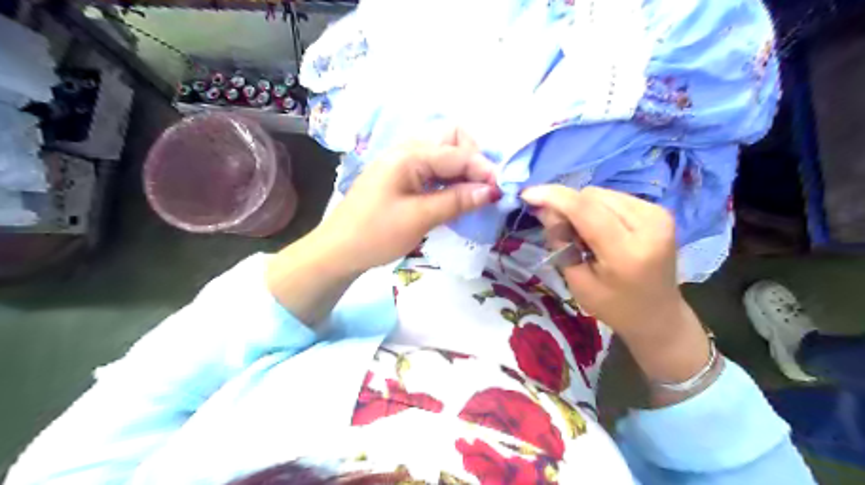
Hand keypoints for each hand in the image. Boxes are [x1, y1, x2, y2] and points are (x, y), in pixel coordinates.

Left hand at [314, 128, 497, 272]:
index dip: (483, 169)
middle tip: (481, 187)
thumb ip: (456, 201)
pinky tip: (454, 195)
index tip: (500, 191)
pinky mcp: (400, 176)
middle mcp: (406, 150)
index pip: (457, 152)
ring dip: (461, 168)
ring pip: (442, 152)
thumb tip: (491, 190)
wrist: (337, 251)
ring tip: (472, 193)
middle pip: (450, 137)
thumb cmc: (375, 234)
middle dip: (472, 157)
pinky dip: (448, 177)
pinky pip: (432, 167)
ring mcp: (402, 162)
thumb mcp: (419, 218)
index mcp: (408, 155)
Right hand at [521, 186, 708, 397]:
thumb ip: (561, 243)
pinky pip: (614, 197)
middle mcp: (649, 226)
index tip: (528, 194)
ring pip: (601, 193)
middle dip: (567, 206)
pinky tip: (597, 228)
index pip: (586, 211)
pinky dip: (597, 208)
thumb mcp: (578, 283)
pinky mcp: (659, 211)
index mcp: (627, 252)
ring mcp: (658, 215)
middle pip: (592, 196)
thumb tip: (544, 208)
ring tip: (581, 233)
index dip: (554, 198)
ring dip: (581, 207)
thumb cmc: (614, 307)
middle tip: (558, 230)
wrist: (659, 315)